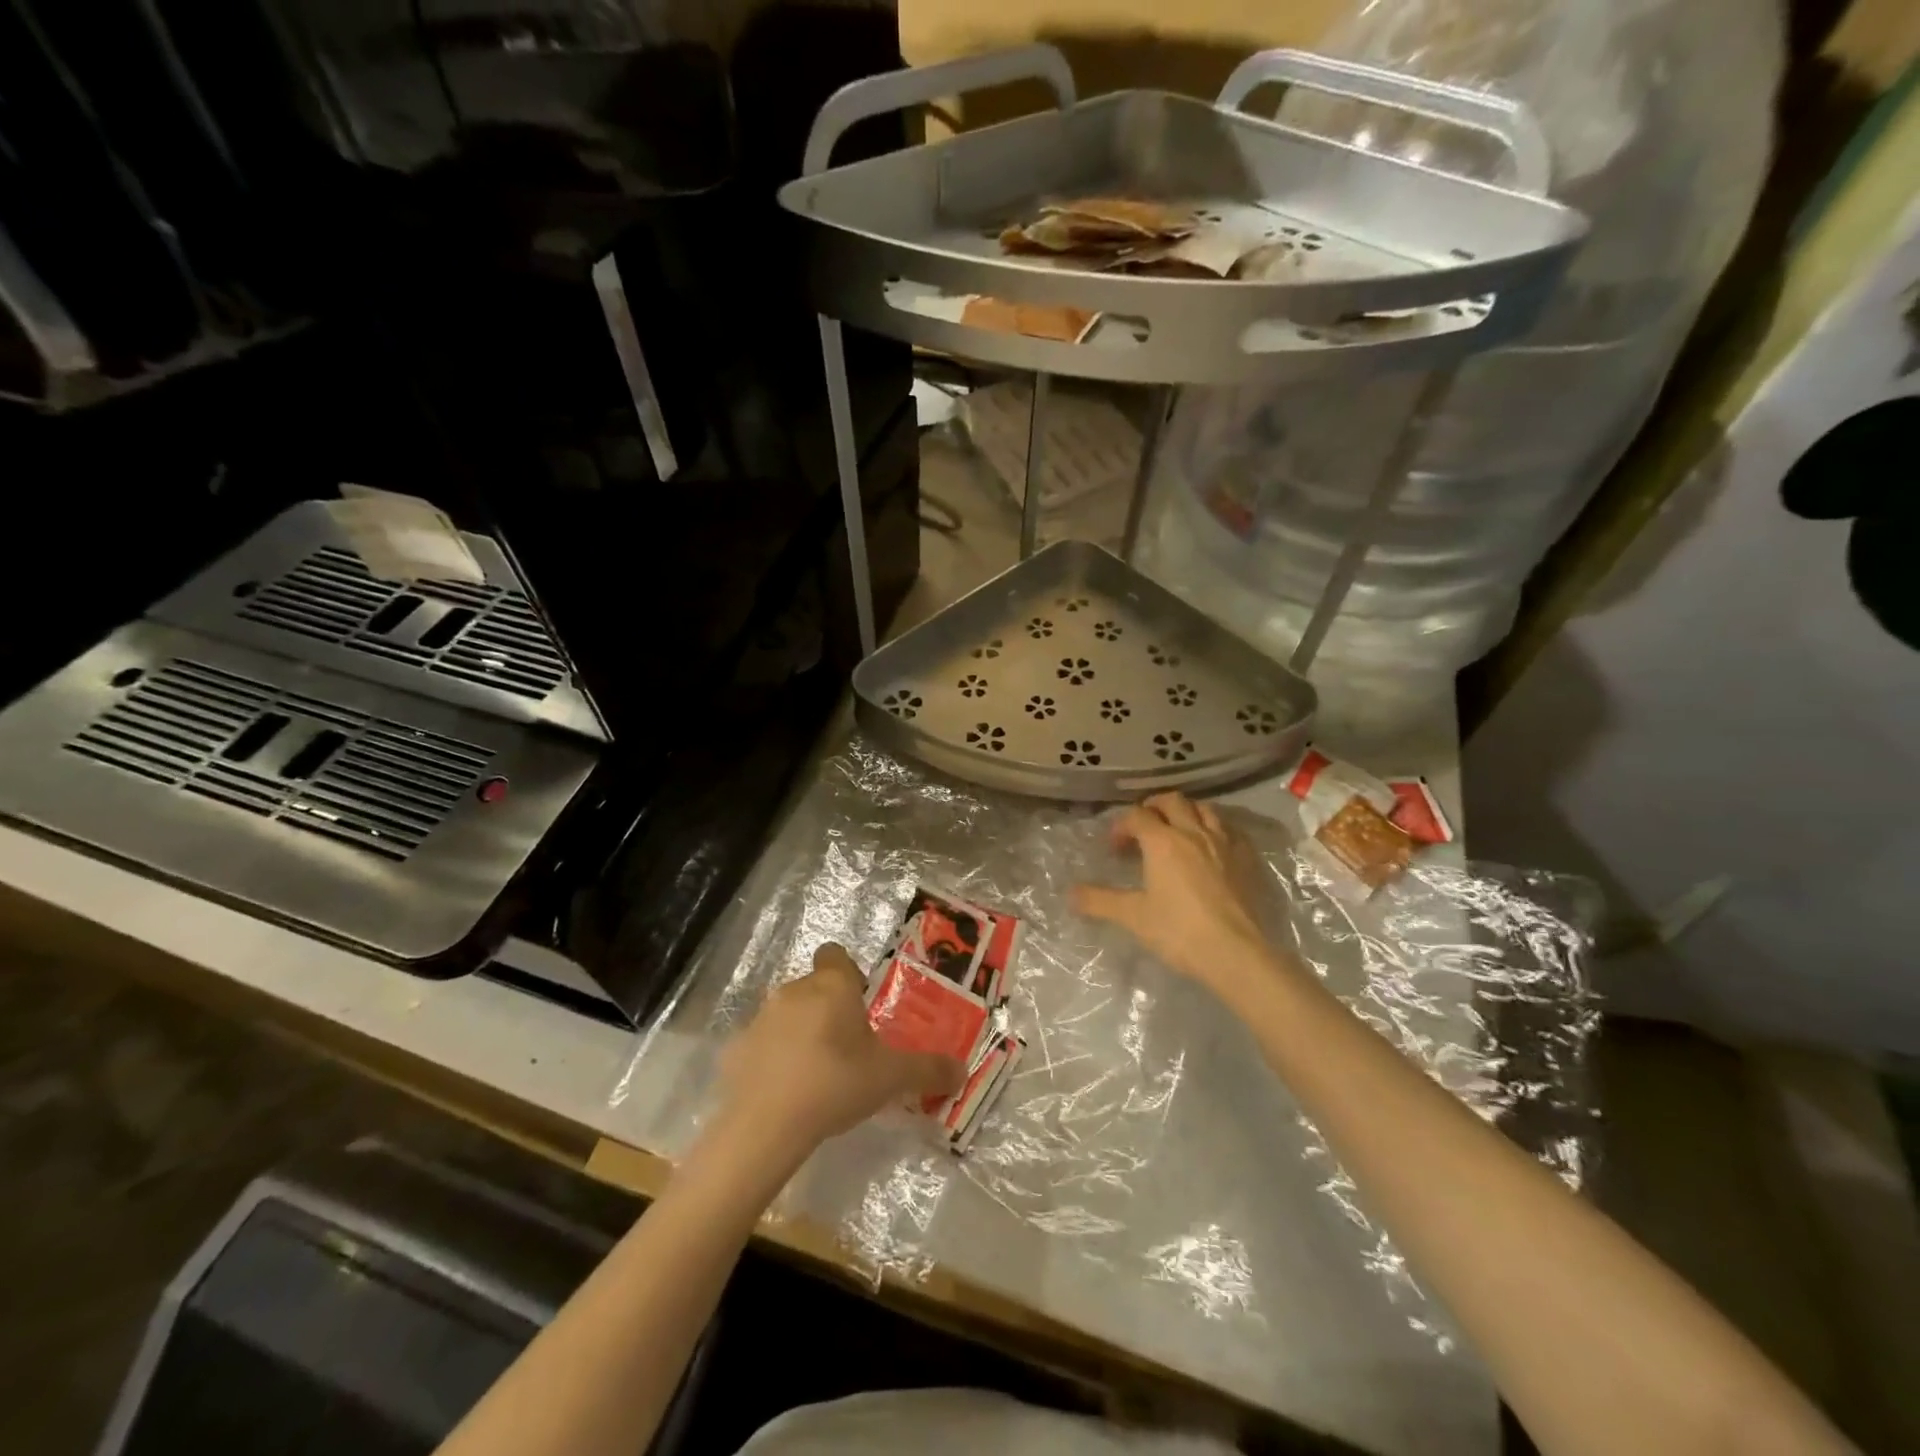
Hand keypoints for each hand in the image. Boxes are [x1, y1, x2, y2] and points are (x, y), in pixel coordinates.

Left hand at [714, 944, 963, 1159]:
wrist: (766, 1124)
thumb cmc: (836, 1083)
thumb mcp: (891, 1078)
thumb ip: (928, 1070)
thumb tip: (962, 1071)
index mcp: (832, 986)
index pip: (835, 955)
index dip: (848, 974)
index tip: (860, 1006)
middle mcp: (794, 990)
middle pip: (813, 987)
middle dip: (828, 1010)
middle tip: (847, 1049)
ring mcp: (760, 1018)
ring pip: (786, 1014)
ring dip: (799, 1033)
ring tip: (816, 1074)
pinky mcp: (736, 1049)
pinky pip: (761, 1046)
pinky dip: (771, 1060)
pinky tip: (784, 1093)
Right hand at [1072, 792, 1290, 1007]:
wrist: (1237, 952)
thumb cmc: (1179, 931)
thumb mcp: (1133, 917)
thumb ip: (1099, 901)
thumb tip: (1070, 894)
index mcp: (1163, 842)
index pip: (1137, 816)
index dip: (1121, 826)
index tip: (1114, 847)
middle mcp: (1194, 832)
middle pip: (1172, 801)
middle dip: (1153, 807)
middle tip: (1143, 827)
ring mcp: (1225, 843)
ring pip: (1204, 809)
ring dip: (1186, 812)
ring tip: (1177, 830)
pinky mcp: (1248, 859)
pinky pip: (1231, 829)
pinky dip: (1215, 829)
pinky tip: (1212, 847)